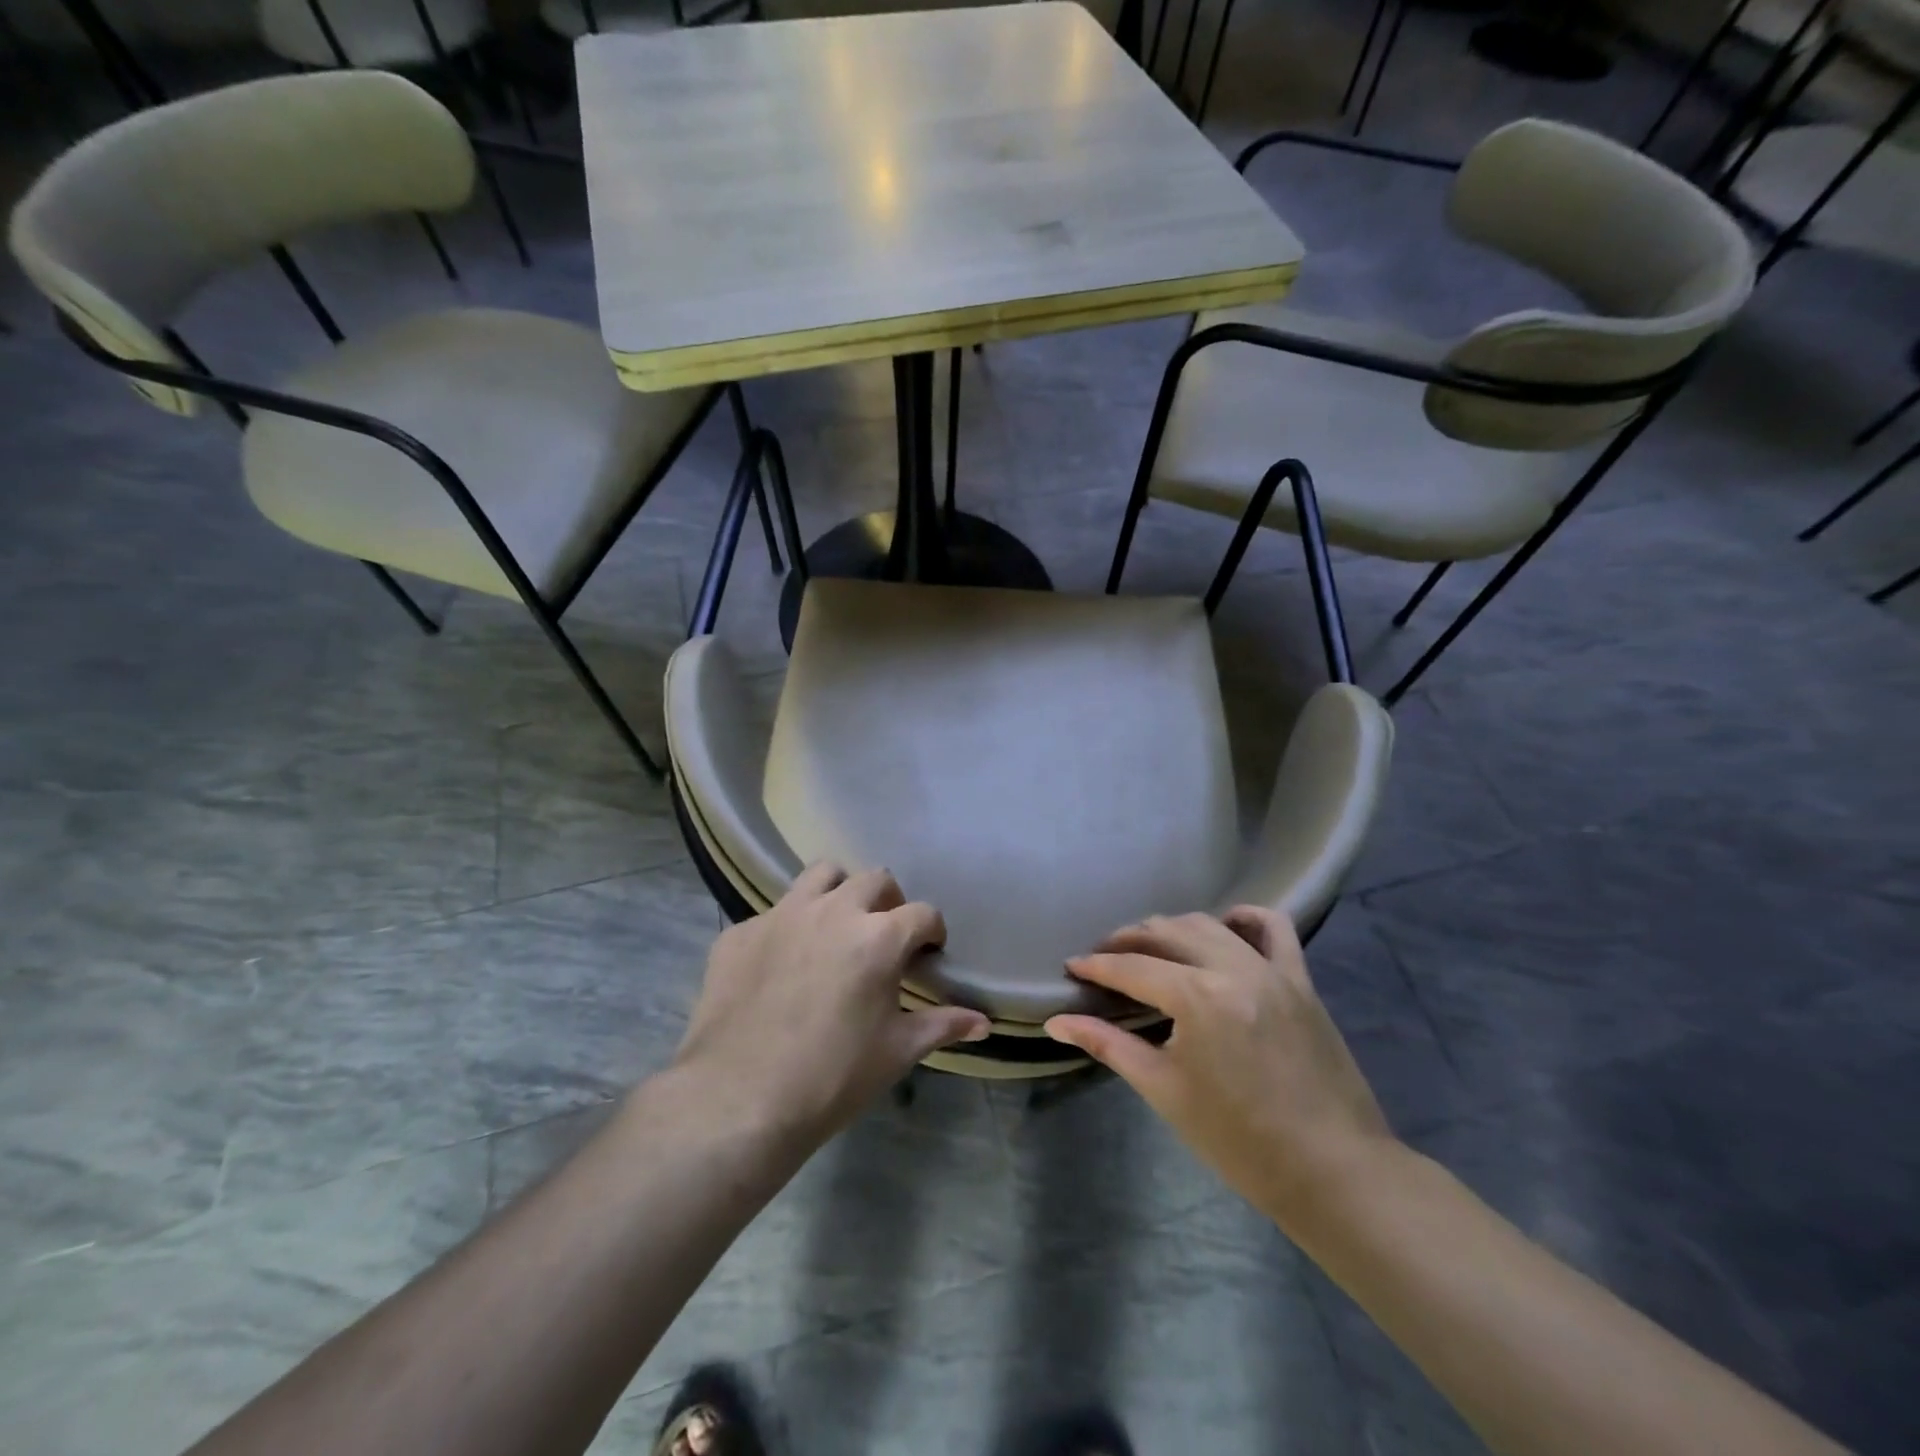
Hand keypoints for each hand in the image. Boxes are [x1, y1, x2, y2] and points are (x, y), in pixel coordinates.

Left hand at [672, 863, 990, 1144]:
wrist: (738, 1100)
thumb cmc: (832, 1078)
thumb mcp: (896, 1052)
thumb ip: (942, 1025)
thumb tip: (984, 1022)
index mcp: (878, 937)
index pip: (923, 913)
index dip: (932, 932)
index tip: (928, 954)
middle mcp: (833, 910)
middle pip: (875, 879)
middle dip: (889, 902)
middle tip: (884, 936)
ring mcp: (782, 915)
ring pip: (821, 874)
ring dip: (839, 892)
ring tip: (836, 927)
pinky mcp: (740, 931)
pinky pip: (773, 913)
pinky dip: (788, 928)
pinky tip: (781, 964)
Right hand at [1045, 907, 1395, 1231]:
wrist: (1332, 1172)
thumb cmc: (1239, 1140)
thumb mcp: (1164, 1090)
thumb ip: (1108, 1044)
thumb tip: (1056, 1022)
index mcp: (1197, 997)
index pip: (1132, 968)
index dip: (1096, 966)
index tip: (1072, 967)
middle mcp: (1232, 968)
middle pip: (1166, 933)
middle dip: (1127, 941)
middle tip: (1103, 958)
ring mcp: (1272, 969)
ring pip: (1209, 924)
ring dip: (1172, 928)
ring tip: (1150, 946)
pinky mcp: (1301, 979)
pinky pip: (1274, 928)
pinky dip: (1244, 918)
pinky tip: (1224, 927)